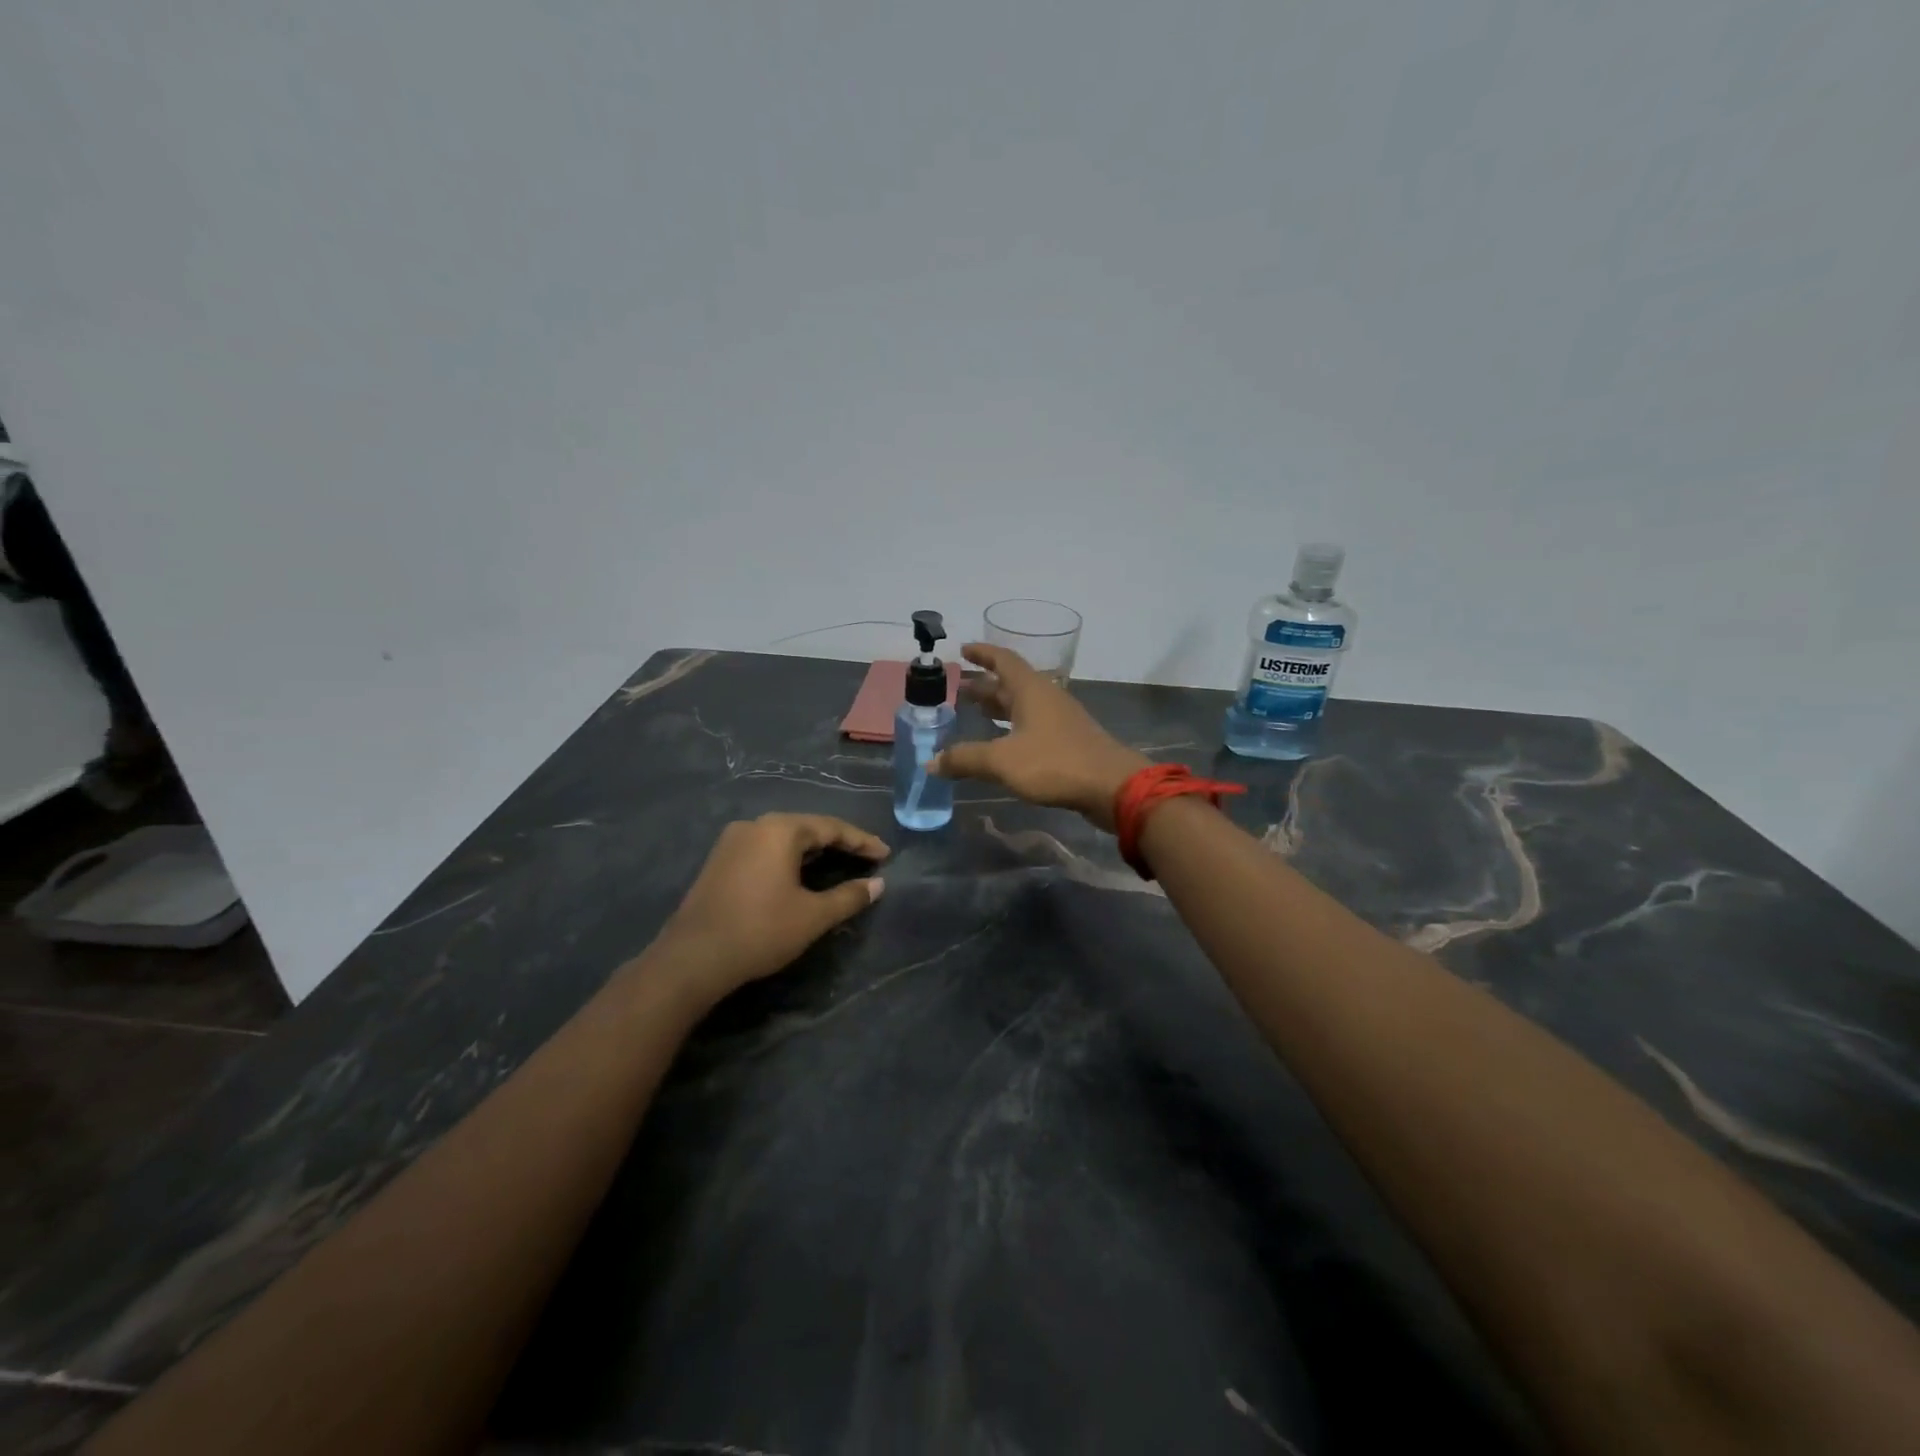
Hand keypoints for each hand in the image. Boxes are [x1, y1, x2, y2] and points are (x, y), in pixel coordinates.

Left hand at [655, 814, 888, 1001]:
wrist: (692, 958)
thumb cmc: (760, 930)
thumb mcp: (812, 916)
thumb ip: (849, 896)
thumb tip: (878, 884)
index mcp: (780, 830)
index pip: (831, 828)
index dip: (862, 841)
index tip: (885, 854)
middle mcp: (755, 825)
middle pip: (807, 828)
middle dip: (839, 843)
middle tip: (866, 858)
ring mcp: (732, 841)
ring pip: (784, 839)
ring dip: (813, 851)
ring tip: (840, 864)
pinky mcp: (719, 861)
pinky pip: (765, 850)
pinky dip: (789, 858)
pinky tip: (801, 874)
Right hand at [931, 643, 1148, 831]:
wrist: (1112, 786)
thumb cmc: (1055, 763)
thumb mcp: (1003, 761)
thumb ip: (966, 759)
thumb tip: (931, 762)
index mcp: (1031, 689)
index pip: (1003, 660)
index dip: (982, 653)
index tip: (962, 650)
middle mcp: (1046, 697)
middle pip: (1011, 683)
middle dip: (985, 684)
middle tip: (958, 689)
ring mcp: (1060, 719)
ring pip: (1023, 705)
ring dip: (999, 706)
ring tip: (974, 712)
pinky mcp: (1068, 741)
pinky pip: (1033, 725)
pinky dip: (1012, 727)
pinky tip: (1002, 743)